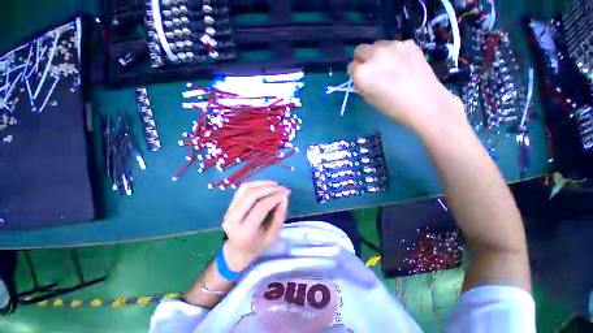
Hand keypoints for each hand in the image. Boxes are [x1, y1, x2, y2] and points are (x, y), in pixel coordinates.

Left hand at [221, 180, 289, 271]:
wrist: (237, 250)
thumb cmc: (258, 245)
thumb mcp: (273, 236)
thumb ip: (279, 216)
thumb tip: (284, 196)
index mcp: (245, 231)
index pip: (260, 208)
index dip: (274, 197)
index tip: (286, 193)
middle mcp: (233, 219)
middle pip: (251, 195)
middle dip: (269, 188)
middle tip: (282, 187)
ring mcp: (229, 210)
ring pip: (246, 189)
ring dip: (262, 184)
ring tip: (275, 185)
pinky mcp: (229, 205)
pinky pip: (242, 189)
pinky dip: (255, 184)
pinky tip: (265, 184)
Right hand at [350, 40, 465, 130]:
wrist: (424, 102)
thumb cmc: (392, 107)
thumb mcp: (369, 99)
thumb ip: (361, 85)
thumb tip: (359, 78)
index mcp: (363, 72)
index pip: (351, 66)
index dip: (355, 73)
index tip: (360, 78)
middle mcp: (374, 55)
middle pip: (361, 49)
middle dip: (362, 59)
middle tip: (371, 70)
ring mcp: (393, 46)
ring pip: (377, 45)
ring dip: (377, 54)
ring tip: (389, 66)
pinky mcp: (408, 43)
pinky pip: (394, 45)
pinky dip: (393, 53)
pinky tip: (402, 64)